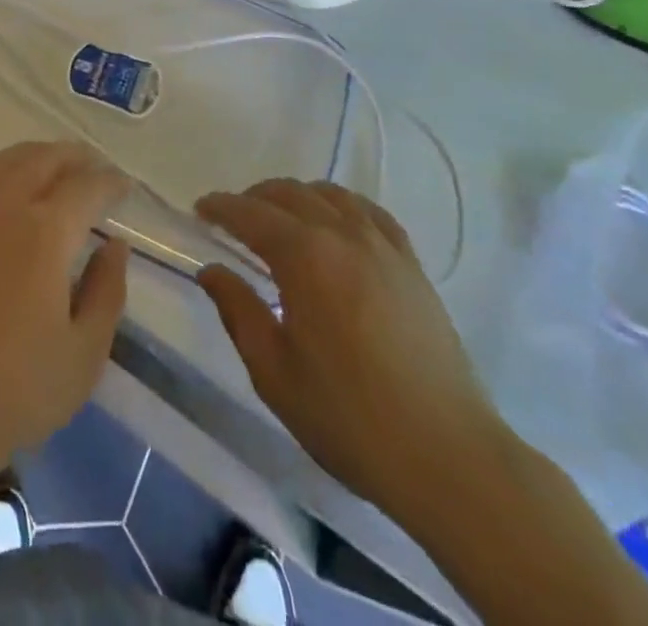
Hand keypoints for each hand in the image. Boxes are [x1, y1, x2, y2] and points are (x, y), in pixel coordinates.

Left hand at [0, 141, 130, 491]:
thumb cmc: (13, 391)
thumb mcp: (83, 355)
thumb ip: (107, 293)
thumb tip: (115, 245)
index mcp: (45, 233)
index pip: (85, 188)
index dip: (110, 182)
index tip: (125, 186)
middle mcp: (3, 207)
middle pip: (42, 160)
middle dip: (74, 157)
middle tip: (95, 166)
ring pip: (4, 162)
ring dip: (35, 155)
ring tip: (55, 166)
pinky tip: (1, 184)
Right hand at [196, 180, 505, 527]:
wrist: (447, 455)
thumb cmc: (349, 417)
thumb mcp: (274, 372)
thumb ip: (238, 311)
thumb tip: (212, 270)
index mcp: (304, 256)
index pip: (250, 213)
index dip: (220, 207)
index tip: (200, 210)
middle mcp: (342, 234)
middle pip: (289, 193)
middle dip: (253, 198)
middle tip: (232, 219)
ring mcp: (382, 246)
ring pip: (330, 194)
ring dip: (295, 196)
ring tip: (280, 218)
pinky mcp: (411, 264)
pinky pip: (369, 212)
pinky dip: (341, 205)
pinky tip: (336, 223)